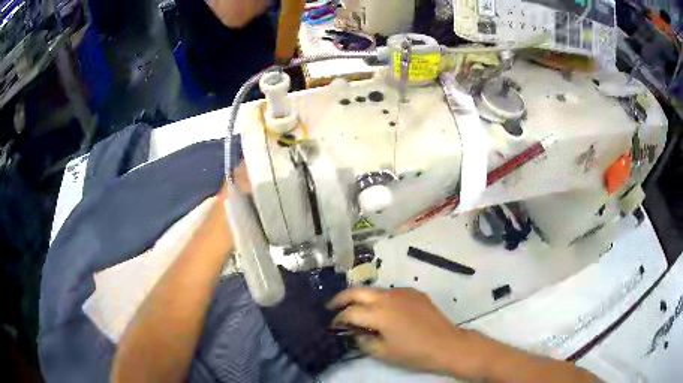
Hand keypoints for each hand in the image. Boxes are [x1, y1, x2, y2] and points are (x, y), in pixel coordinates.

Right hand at [328, 288, 472, 373]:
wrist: (447, 344)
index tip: (333, 326)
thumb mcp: (383, 352)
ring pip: (374, 290)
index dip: (338, 319)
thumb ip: (363, 341)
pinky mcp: (414, 292)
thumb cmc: (414, 352)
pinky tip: (382, 310)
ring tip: (356, 309)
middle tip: (332, 307)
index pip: (350, 312)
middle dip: (341, 298)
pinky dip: (380, 299)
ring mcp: (403, 292)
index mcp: (379, 313)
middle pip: (357, 291)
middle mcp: (388, 296)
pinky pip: (391, 292)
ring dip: (361, 297)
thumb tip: (353, 332)